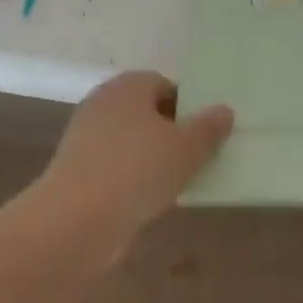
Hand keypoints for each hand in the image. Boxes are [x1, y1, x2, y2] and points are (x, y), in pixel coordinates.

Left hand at [37, 72, 233, 258]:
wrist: (79, 219)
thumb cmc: (138, 171)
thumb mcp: (186, 149)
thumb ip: (208, 128)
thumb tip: (224, 111)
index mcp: (126, 87)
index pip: (162, 84)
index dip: (187, 106)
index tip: (206, 132)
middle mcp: (101, 105)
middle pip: (145, 114)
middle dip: (171, 134)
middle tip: (197, 158)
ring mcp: (85, 140)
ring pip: (130, 144)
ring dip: (152, 160)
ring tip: (178, 183)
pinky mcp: (78, 173)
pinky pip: (116, 169)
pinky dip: (133, 181)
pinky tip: (149, 201)